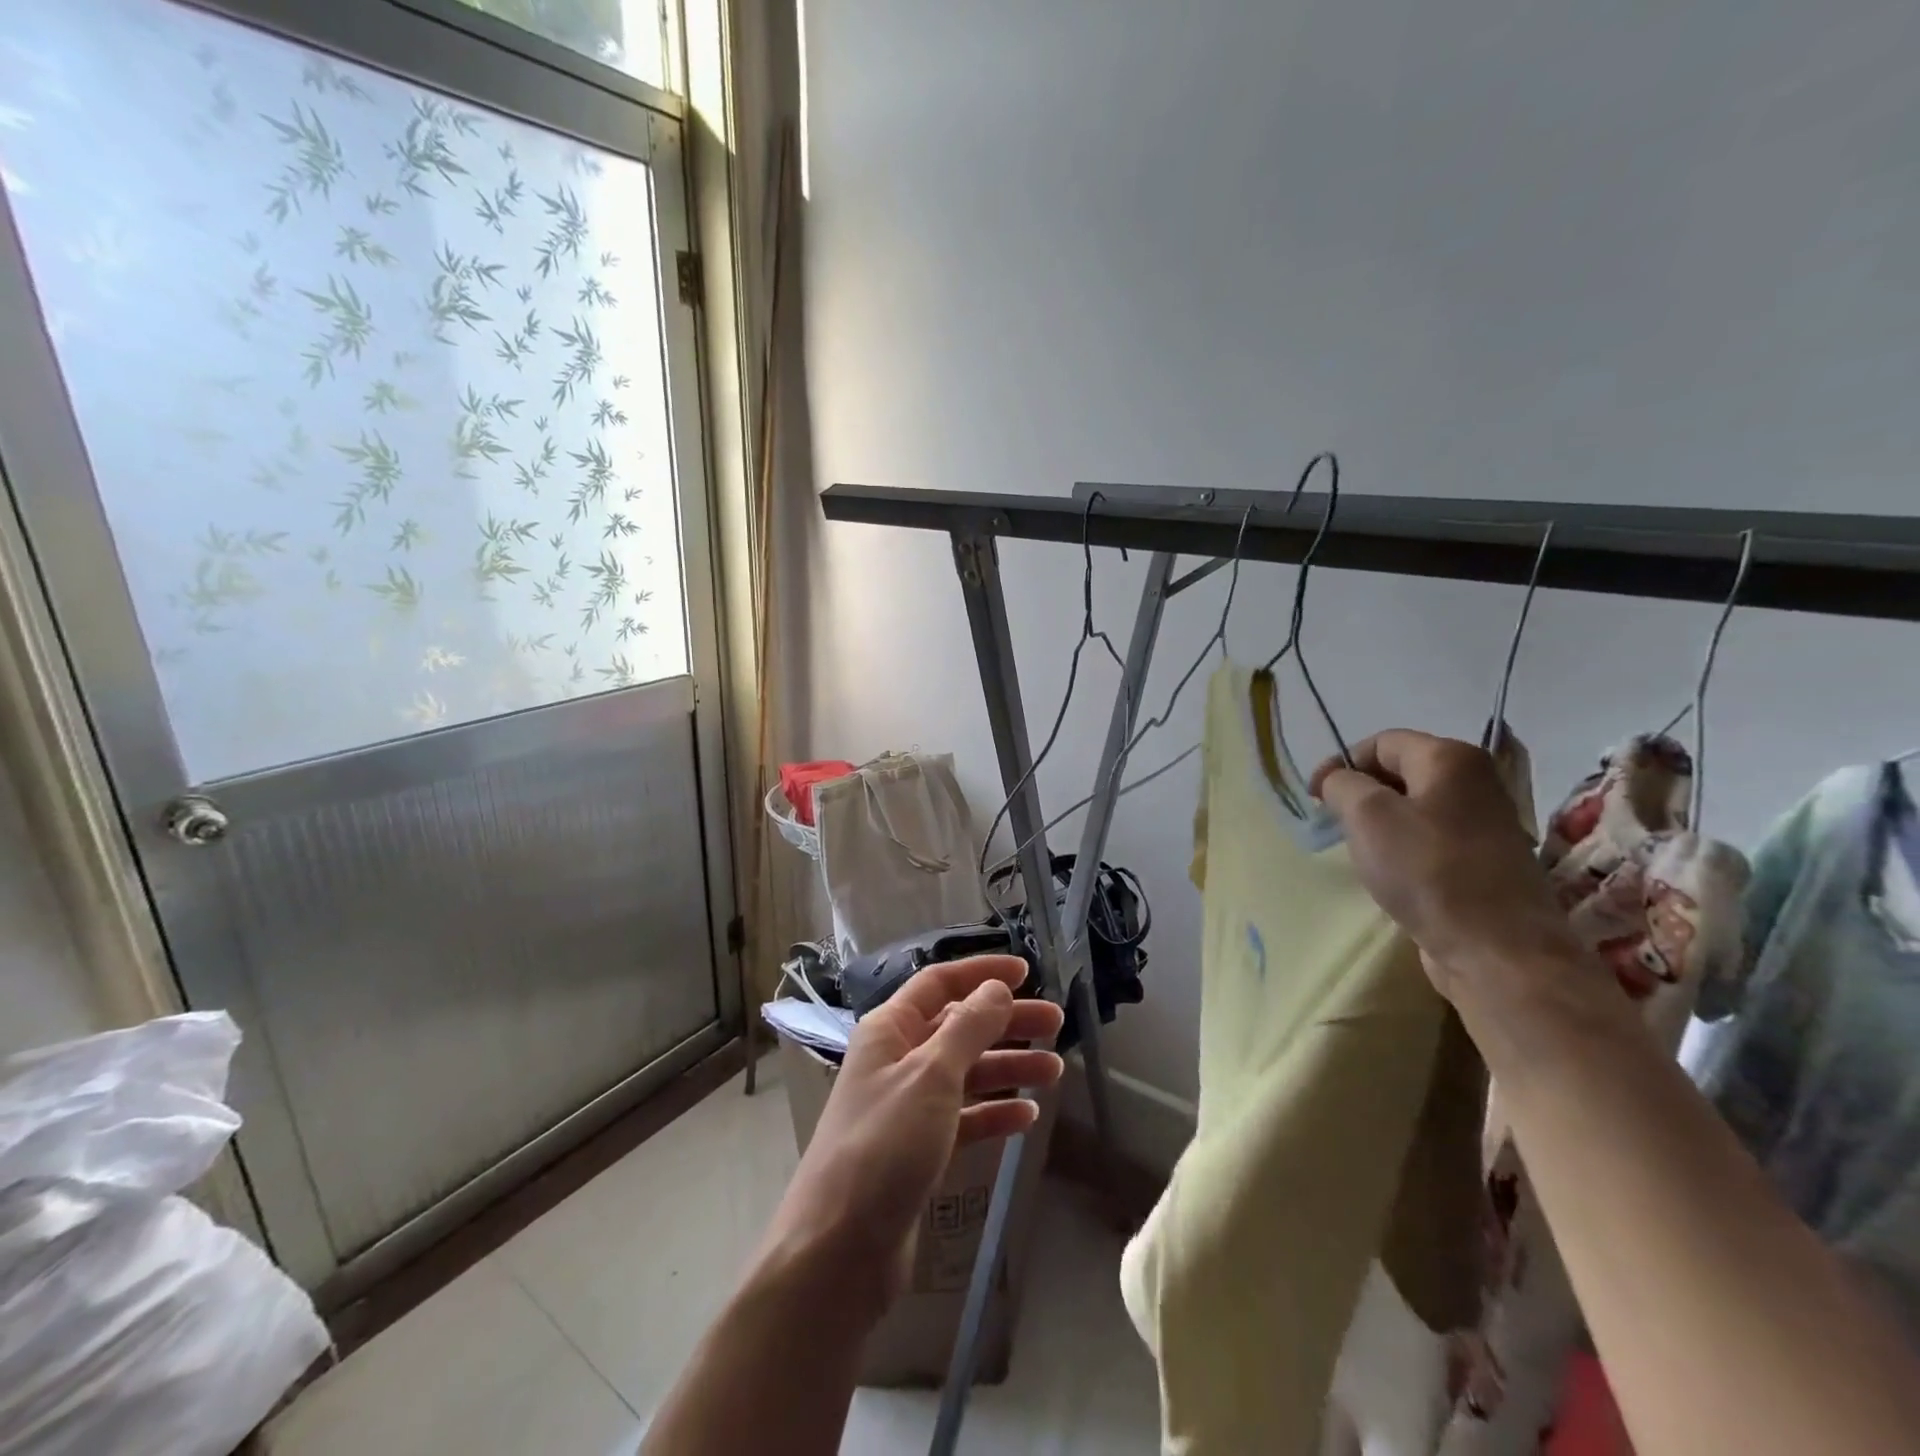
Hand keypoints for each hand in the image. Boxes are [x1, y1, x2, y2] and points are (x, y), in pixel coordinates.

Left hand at [758, 955, 1063, 1322]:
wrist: (838, 1252)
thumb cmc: (884, 1147)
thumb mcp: (931, 1077)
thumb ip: (968, 1028)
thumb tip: (996, 988)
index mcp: (890, 1030)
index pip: (939, 984)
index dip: (981, 974)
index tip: (1026, 973)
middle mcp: (897, 1060)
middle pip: (958, 1027)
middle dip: (1006, 1022)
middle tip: (1056, 1023)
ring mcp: (906, 1108)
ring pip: (965, 1073)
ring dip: (1007, 1067)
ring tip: (1054, 1071)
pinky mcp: (917, 1151)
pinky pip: (963, 1119)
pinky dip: (993, 1113)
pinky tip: (1026, 1117)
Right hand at [1310, 730, 1584, 999]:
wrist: (1497, 950)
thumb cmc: (1427, 870)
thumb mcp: (1367, 815)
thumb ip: (1342, 785)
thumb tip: (1337, 781)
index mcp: (1451, 759)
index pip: (1381, 742)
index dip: (1341, 764)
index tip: (1314, 798)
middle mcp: (1476, 782)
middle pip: (1400, 772)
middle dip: (1360, 793)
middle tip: (1334, 824)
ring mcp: (1485, 824)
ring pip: (1414, 808)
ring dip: (1380, 824)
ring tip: (1360, 851)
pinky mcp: (1485, 862)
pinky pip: (1430, 840)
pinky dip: (1403, 849)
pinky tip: (1391, 874)